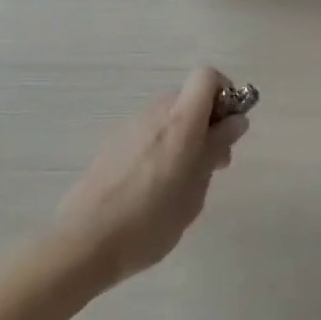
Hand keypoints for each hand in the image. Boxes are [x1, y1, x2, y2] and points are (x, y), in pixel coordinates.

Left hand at [56, 68, 248, 284]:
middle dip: (207, 122)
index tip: (228, 127)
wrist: (84, 243)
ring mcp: (130, 127)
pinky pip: (148, 133)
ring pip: (168, 117)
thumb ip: (216, 149)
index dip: (224, 93)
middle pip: (188, 98)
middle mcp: (155, 113)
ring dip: (184, 136)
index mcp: (180, 120)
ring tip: (183, 181)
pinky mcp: (112, 144)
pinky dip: (161, 147)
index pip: (207, 76)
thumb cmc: (152, 220)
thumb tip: (236, 121)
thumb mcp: (196, 189)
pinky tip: (154, 187)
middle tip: (213, 163)